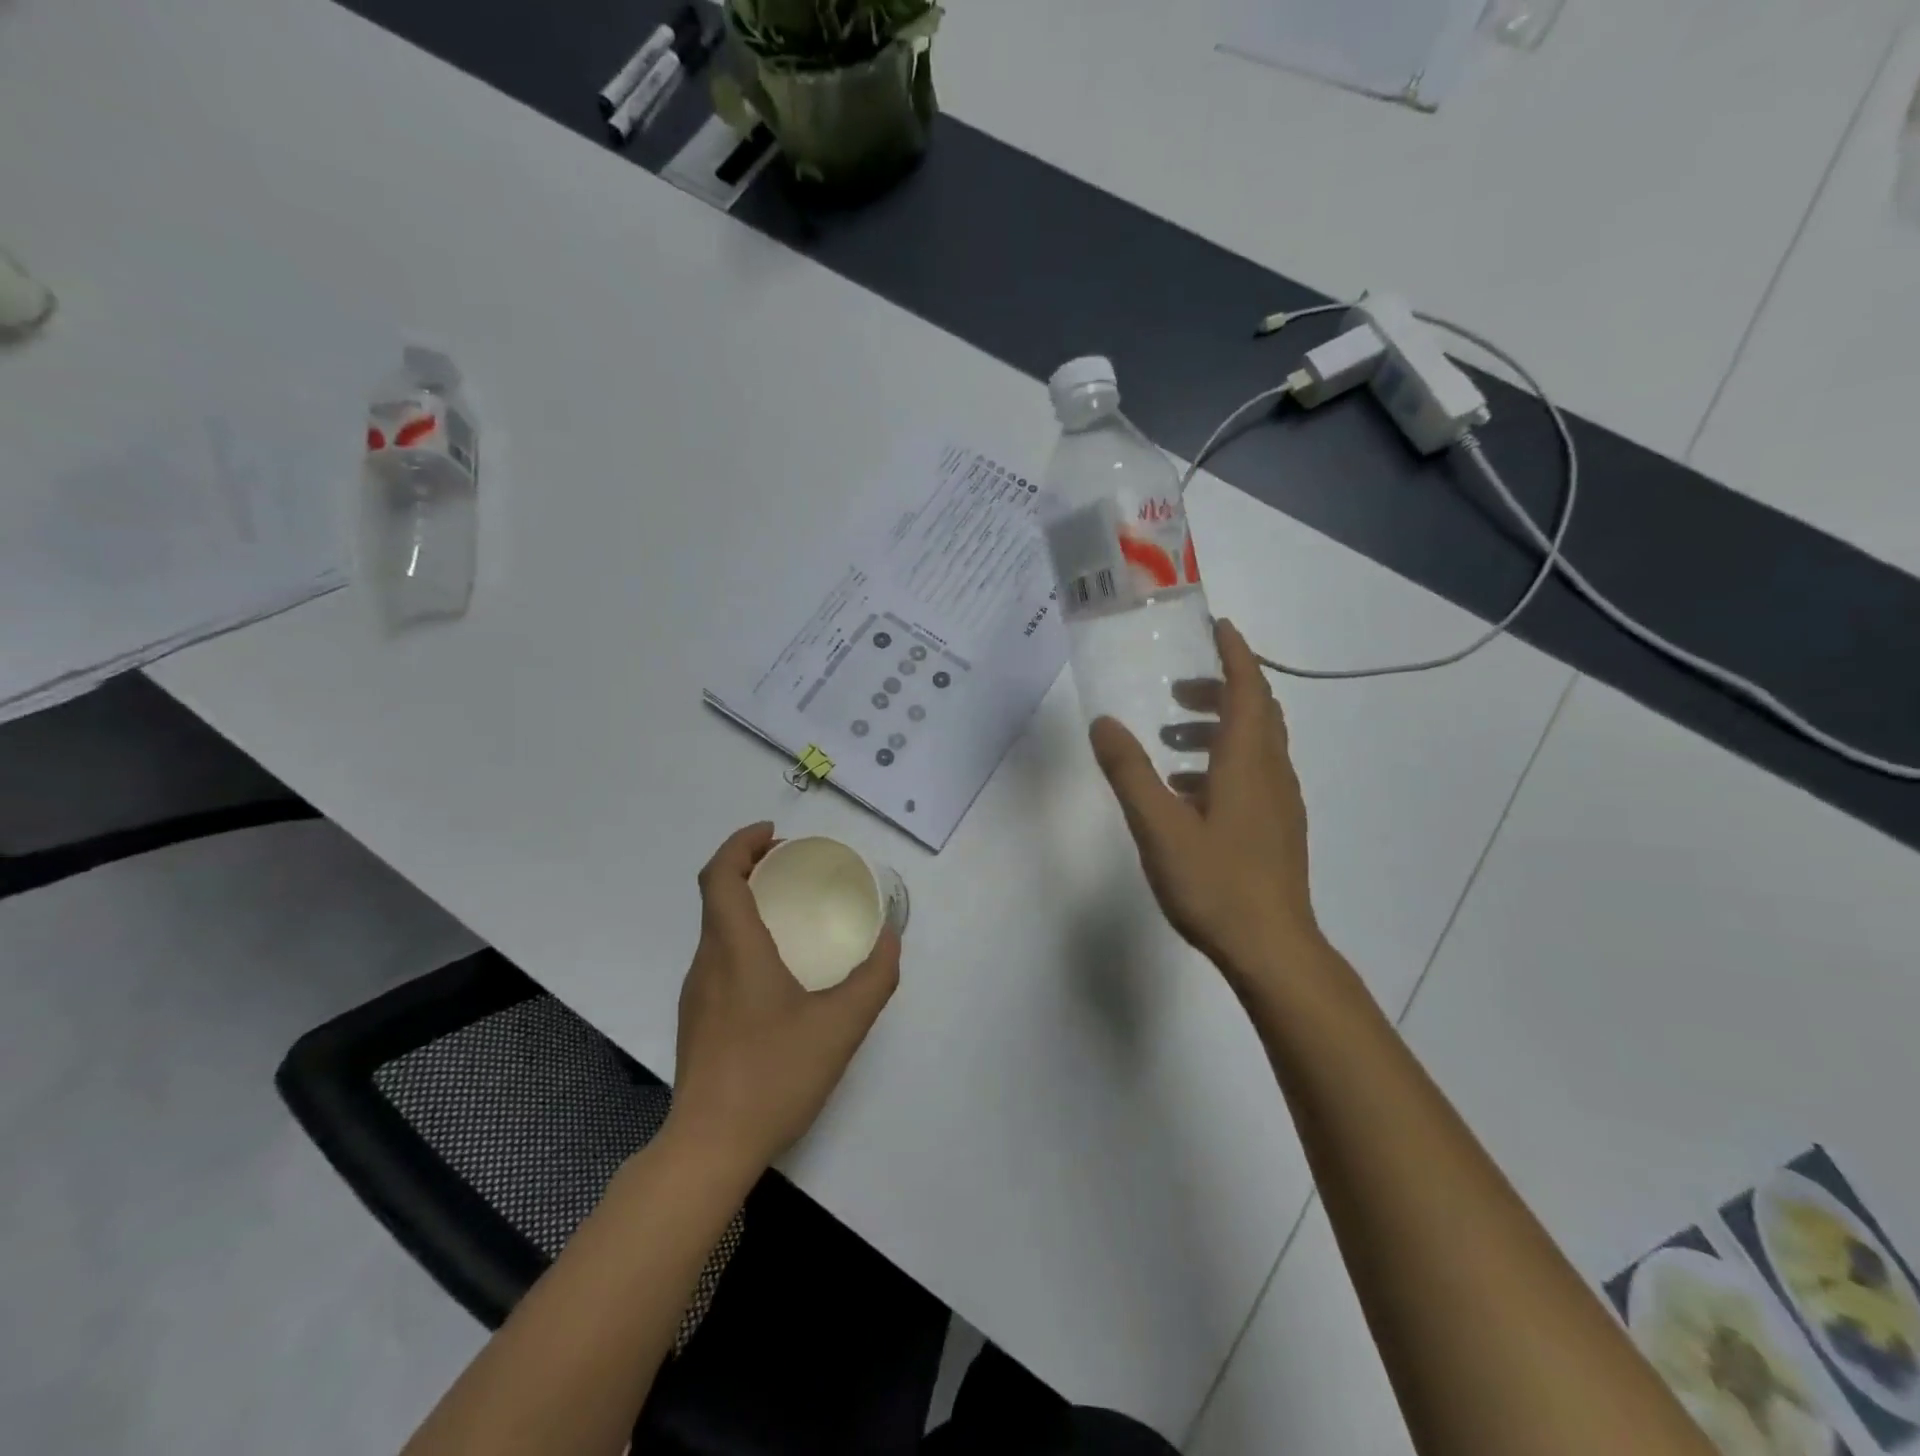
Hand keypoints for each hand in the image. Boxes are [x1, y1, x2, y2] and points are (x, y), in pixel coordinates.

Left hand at [671, 823, 900, 1171]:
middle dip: (749, 867)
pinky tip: (777, 970)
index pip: (720, 875)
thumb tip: (892, 939)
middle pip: (717, 896)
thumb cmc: (773, 1076)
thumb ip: (874, 978)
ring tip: (790, 911)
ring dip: (746, 903)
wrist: (709, 1149)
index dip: (741, 843)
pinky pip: (717, 958)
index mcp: (734, 949)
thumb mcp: (841, 1026)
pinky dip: (742, 937)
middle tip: (791, 866)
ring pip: (715, 929)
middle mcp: (707, 962)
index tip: (774, 833)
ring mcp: (696, 993)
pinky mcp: (697, 1020)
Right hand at [1090, 617, 1323, 995]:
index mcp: (1247, 762)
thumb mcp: (1159, 826)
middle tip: (1179, 688)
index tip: (1217, 627)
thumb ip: (1129, 772)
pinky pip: (1255, 773)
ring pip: (1256, 744)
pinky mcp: (1278, 827)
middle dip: (1222, 688)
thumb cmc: (1215, 882)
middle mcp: (1271, 772)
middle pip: (1257, 711)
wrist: (1272, 947)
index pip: (1249, 688)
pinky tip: (1189, 792)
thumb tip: (1104, 723)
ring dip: (1220, 727)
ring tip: (1173, 740)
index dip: (1235, 654)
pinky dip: (1225, 761)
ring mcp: (1280, 802)